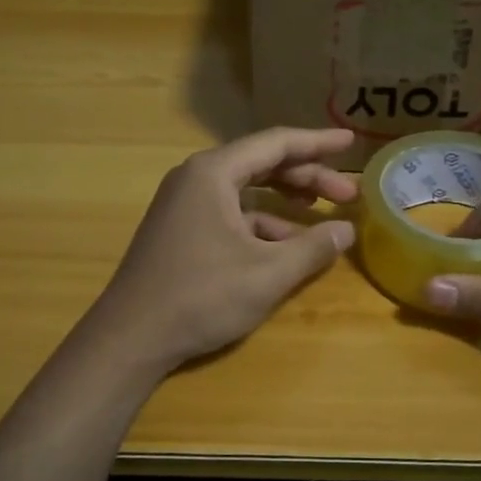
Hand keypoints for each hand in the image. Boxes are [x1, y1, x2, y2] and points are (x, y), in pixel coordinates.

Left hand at [90, 127, 359, 371]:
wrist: (130, 338)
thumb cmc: (201, 296)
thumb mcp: (267, 274)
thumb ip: (312, 248)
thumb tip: (346, 230)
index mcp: (214, 172)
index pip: (276, 143)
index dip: (318, 143)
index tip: (351, 142)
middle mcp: (196, 178)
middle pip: (262, 163)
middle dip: (307, 177)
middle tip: (347, 193)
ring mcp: (185, 204)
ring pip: (247, 190)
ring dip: (286, 201)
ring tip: (323, 216)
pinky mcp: (181, 229)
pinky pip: (230, 213)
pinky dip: (262, 223)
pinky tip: (286, 246)